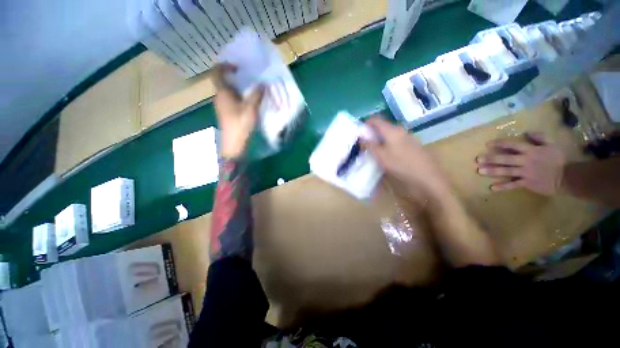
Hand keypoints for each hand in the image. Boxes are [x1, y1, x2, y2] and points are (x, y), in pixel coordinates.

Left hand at [213, 64, 263, 158]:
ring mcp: (222, 106)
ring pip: (229, 92)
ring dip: (239, 89)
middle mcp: (220, 97)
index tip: (238, 67)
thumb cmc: (240, 124)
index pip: (217, 72)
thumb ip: (256, 95)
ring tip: (253, 91)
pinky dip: (240, 98)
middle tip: (250, 78)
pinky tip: (250, 103)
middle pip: (225, 82)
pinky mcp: (226, 114)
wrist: (234, 144)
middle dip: (236, 78)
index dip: (225, 66)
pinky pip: (232, 100)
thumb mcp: (251, 108)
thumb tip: (262, 84)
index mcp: (223, 93)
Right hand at [362, 116, 451, 202]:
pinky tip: (388, 155)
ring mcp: (409, 138)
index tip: (359, 132)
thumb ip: (370, 145)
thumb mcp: (381, 156)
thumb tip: (360, 136)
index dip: (366, 123)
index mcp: (392, 131)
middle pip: (383, 127)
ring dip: (381, 140)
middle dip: (373, 133)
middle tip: (365, 144)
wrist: (428, 178)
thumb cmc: (401, 165)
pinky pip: (397, 141)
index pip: (376, 119)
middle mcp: (401, 131)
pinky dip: (389, 145)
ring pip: (390, 135)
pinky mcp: (413, 146)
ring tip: (375, 151)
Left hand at [476, 133, 565, 194]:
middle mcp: (526, 161)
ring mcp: (525, 173)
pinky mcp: (527, 183)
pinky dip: (503, 187)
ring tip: (480, 170)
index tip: (487, 144)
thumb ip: (540, 138)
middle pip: (505, 159)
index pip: (513, 145)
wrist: (568, 177)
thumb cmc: (559, 160)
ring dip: (493, 171)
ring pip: (506, 171)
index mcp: (531, 151)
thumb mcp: (552, 145)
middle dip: (491, 158)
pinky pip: (513, 185)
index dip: (500, 144)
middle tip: (478, 159)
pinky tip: (492, 188)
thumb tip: (527, 132)